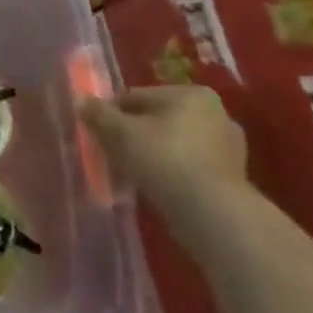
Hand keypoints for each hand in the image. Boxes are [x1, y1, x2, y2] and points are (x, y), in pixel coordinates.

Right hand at [79, 86, 247, 238]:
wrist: (214, 218)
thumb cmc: (166, 160)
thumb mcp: (121, 133)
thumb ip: (99, 114)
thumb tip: (80, 100)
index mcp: (192, 94)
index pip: (138, 97)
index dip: (113, 114)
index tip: (99, 133)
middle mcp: (216, 115)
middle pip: (157, 121)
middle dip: (134, 136)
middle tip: (113, 154)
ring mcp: (228, 150)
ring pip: (173, 146)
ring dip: (152, 157)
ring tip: (131, 175)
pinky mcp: (232, 181)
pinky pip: (188, 169)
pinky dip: (170, 175)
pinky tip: (154, 189)